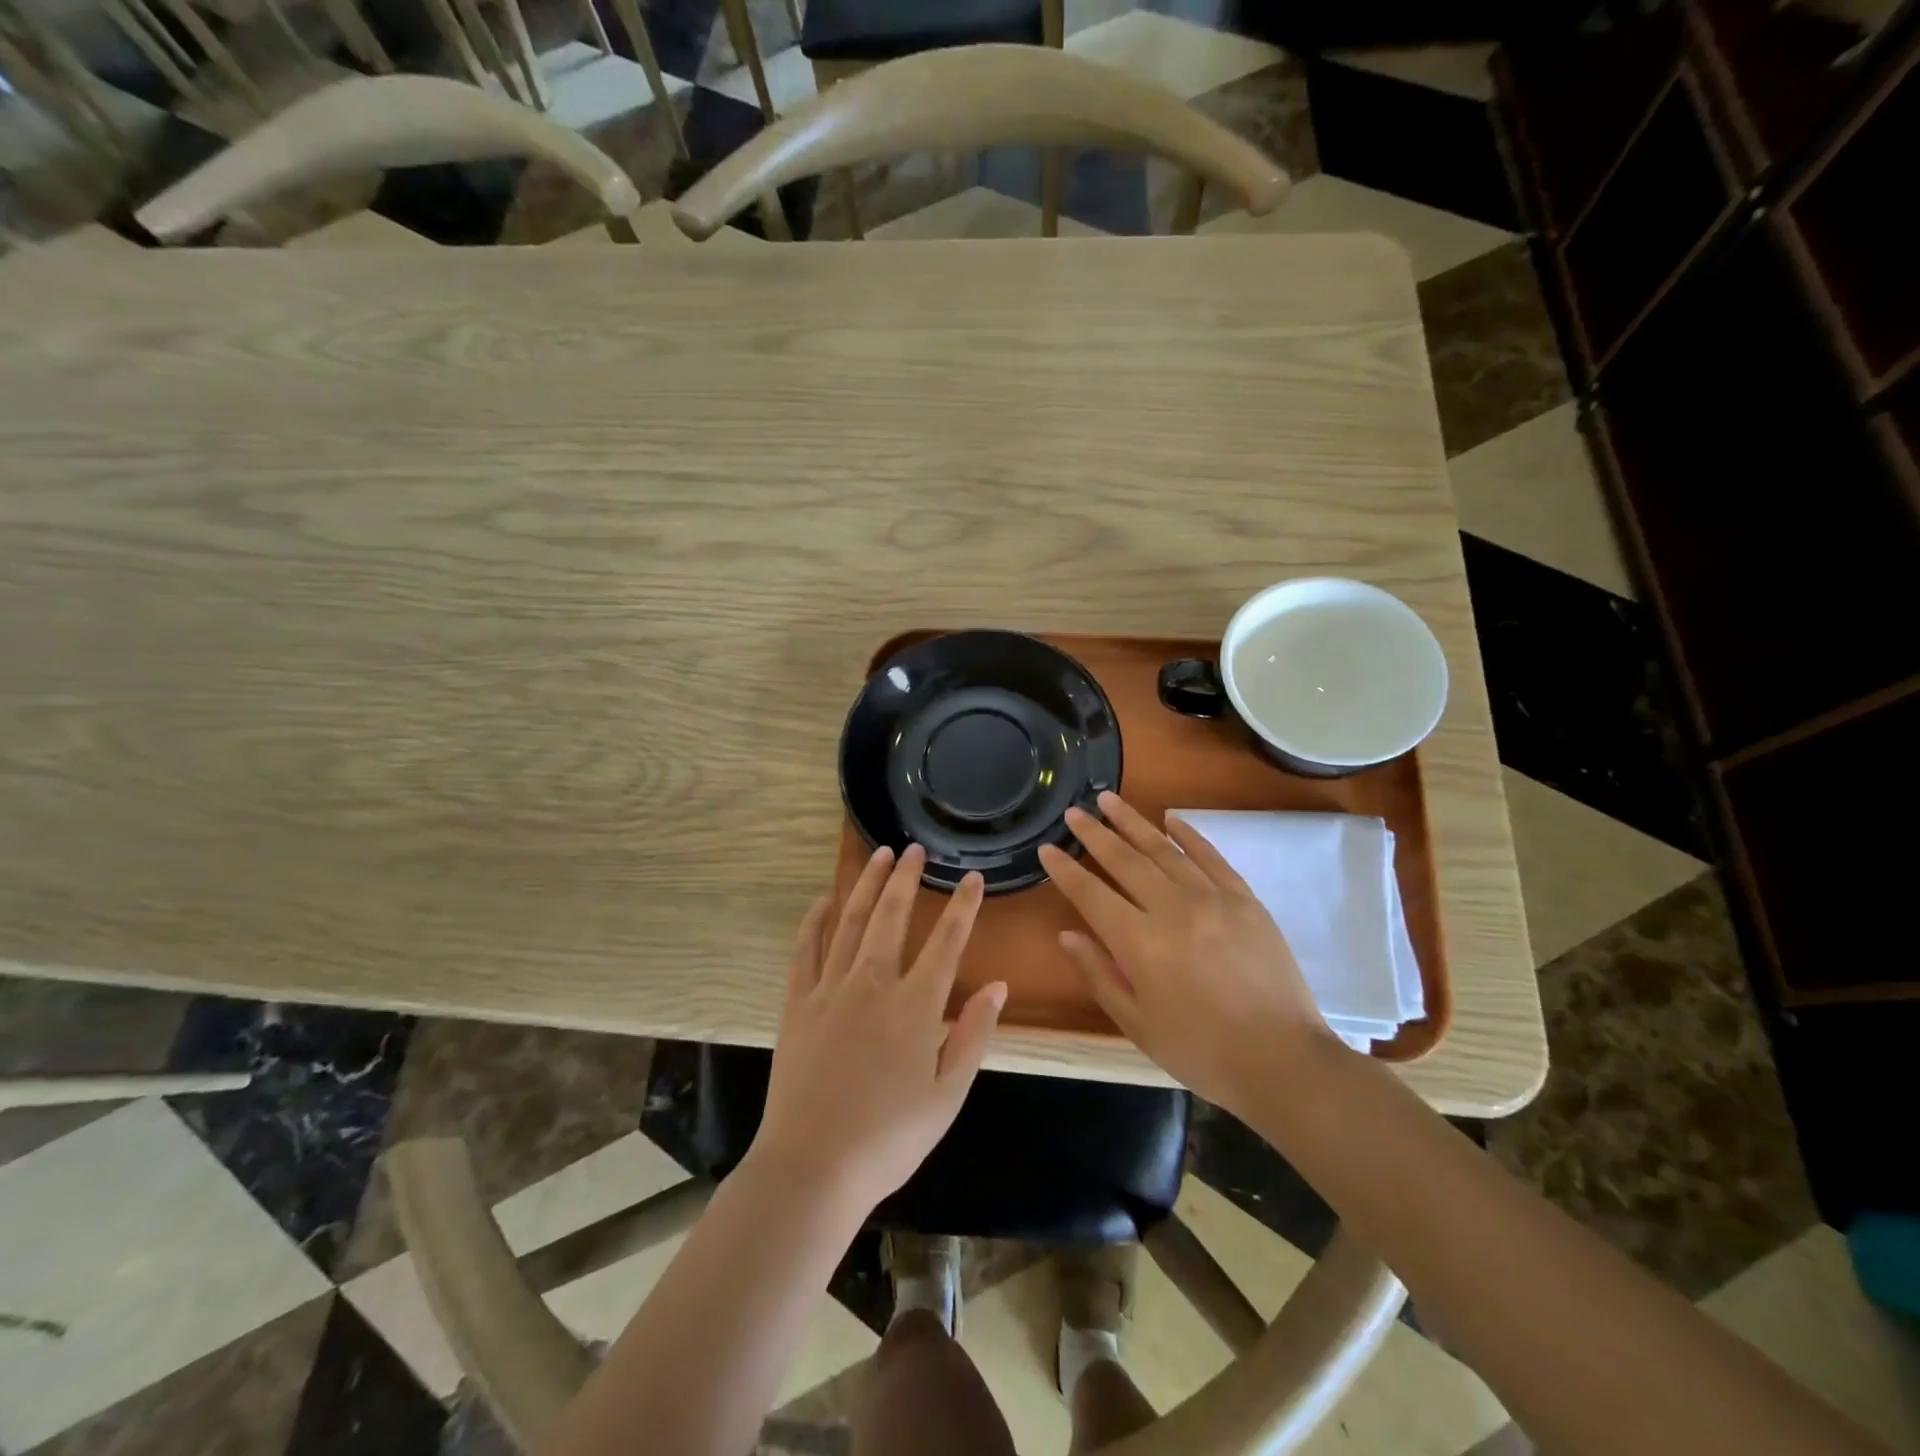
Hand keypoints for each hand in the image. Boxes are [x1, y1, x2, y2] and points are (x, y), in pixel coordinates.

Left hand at [747, 844, 1006, 1212]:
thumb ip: (973, 1036)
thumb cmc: (889, 1139)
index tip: (972, 877)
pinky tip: (824, 900)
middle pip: (892, 916)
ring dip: (865, 885)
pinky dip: (816, 920)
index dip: (963, 906)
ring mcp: (831, 989)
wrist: (812, 1167)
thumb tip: (998, 987)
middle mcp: (873, 984)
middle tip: (913, 849)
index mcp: (915, 1007)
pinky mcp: (797, 1003)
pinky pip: (806, 949)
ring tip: (877, 855)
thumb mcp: (947, 1097)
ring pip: (850, 922)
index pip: (946, 942)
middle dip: (905, 878)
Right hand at [1037, 792, 1343, 1116]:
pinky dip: (1189, 834)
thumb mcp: (1137, 1024)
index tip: (1047, 849)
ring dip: (1133, 822)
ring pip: (1164, 849)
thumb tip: (1067, 935)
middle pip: (1125, 860)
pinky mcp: (1245, 899)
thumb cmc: (1200, 1050)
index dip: (1065, 870)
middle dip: (1095, 834)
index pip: (1091, 894)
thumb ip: (1099, 974)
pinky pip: (1211, 856)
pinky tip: (1170, 818)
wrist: (1283, 1060)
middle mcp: (1173, 909)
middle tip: (1074, 812)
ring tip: (1109, 800)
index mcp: (1140, 943)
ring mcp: (1213, 898)